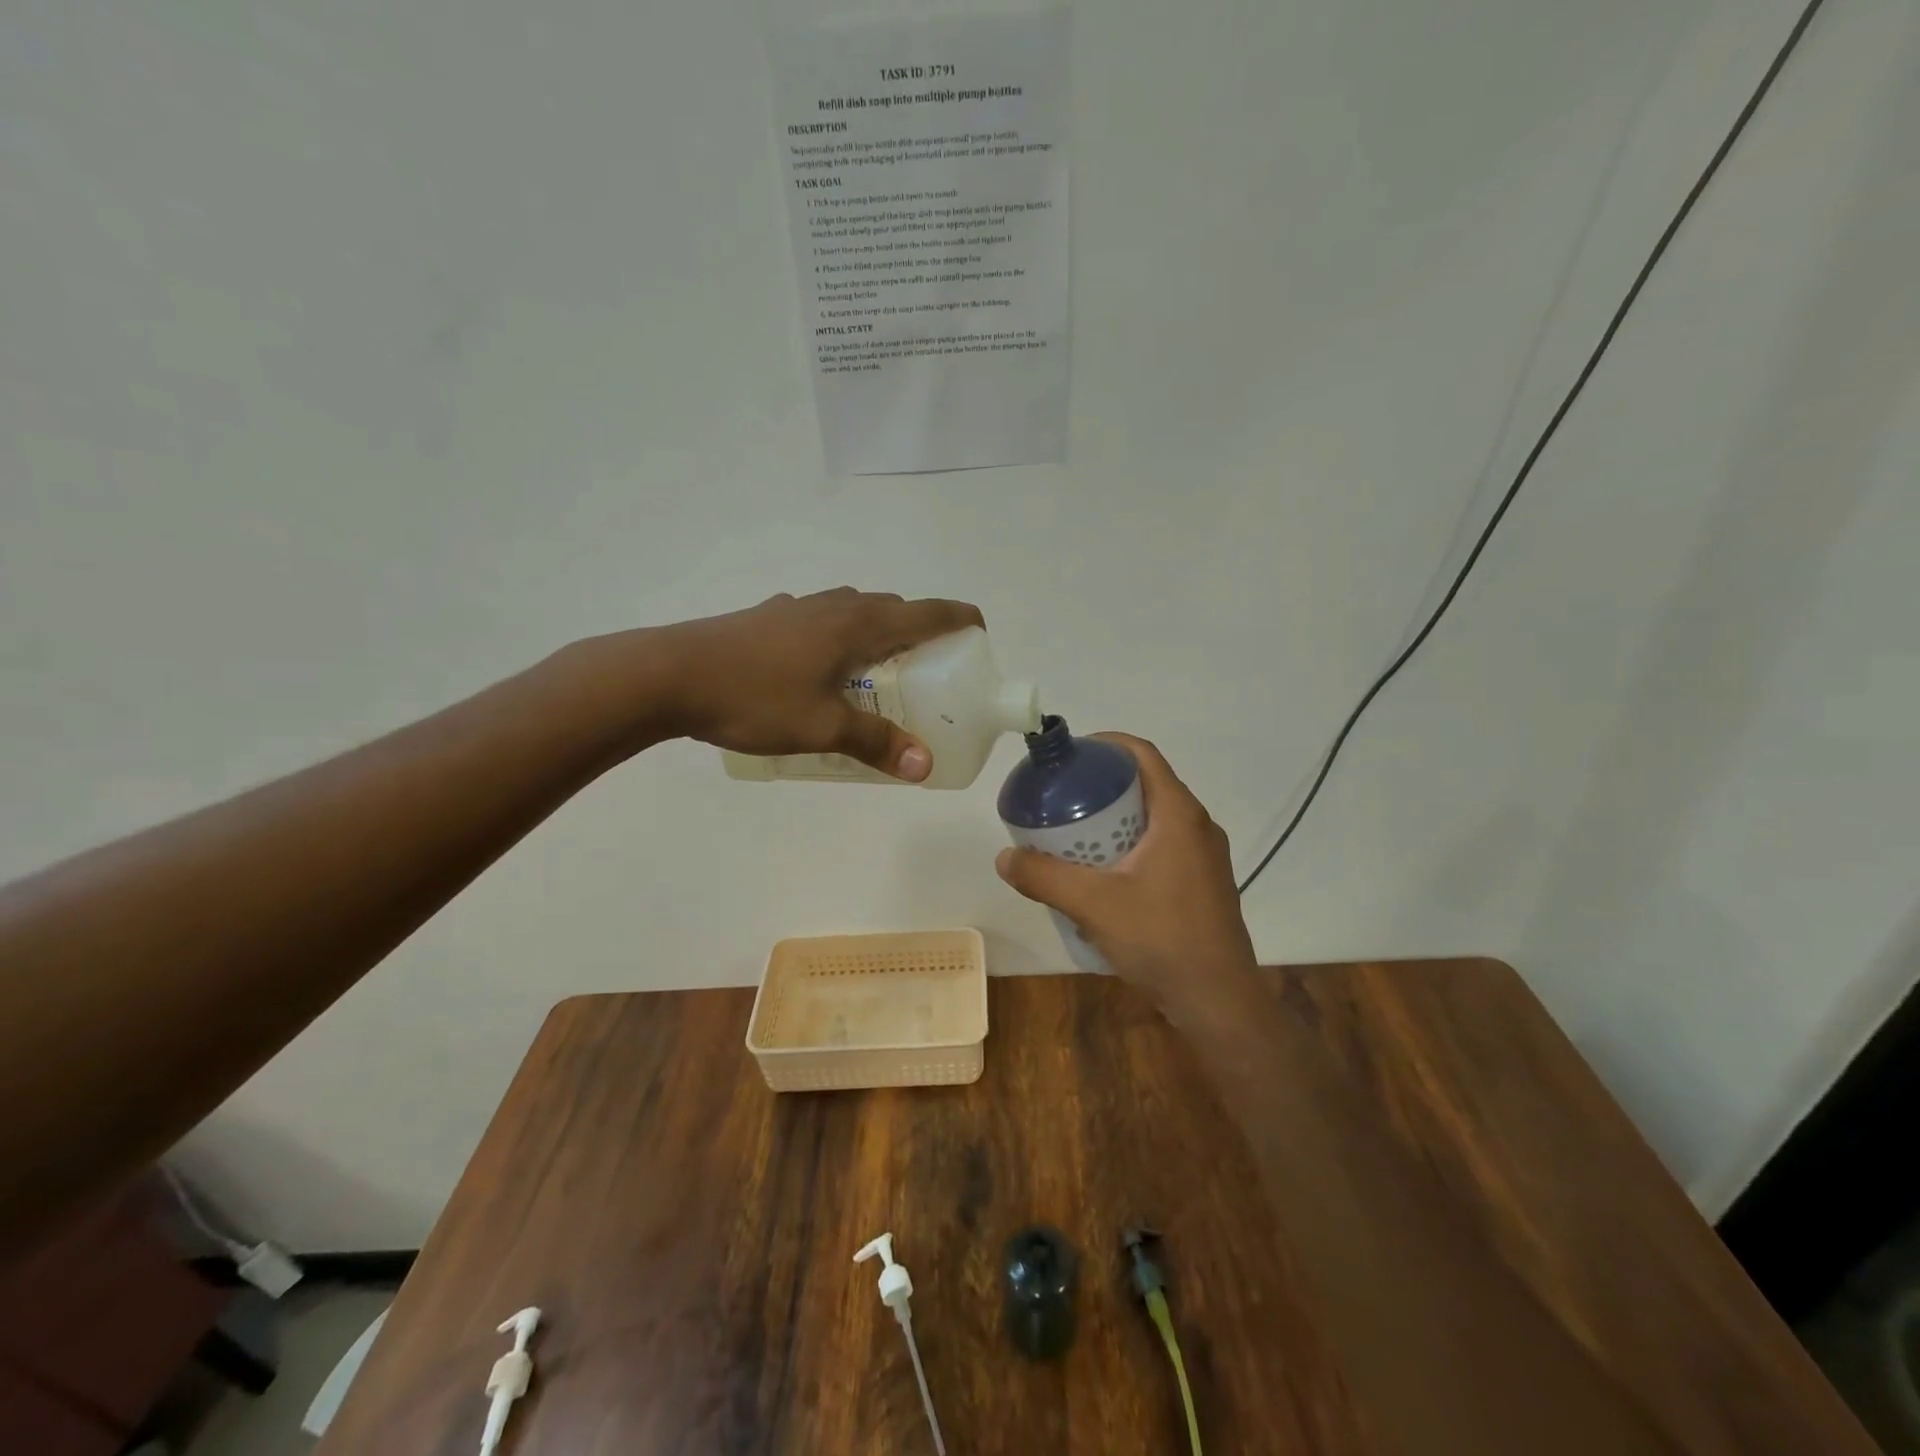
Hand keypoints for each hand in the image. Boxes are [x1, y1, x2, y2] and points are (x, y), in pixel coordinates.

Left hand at [659, 588, 982, 780]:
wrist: (667, 674)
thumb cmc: (753, 698)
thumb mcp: (821, 727)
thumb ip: (876, 743)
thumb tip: (924, 766)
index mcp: (856, 624)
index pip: (925, 612)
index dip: (959, 619)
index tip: (979, 634)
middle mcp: (832, 606)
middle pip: (892, 609)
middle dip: (919, 632)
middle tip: (927, 672)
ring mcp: (796, 608)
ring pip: (853, 612)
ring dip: (877, 633)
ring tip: (877, 673)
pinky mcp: (767, 618)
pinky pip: (821, 621)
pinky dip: (839, 637)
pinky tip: (819, 670)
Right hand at [995, 734, 1256, 1002]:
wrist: (1219, 1002)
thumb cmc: (1161, 939)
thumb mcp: (1092, 904)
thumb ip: (1044, 877)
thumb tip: (1004, 858)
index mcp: (1178, 814)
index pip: (1141, 754)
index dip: (1103, 745)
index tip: (1068, 757)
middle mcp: (1197, 826)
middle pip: (1145, 784)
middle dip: (1101, 784)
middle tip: (1061, 798)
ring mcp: (1204, 856)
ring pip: (1153, 817)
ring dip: (1115, 817)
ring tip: (1074, 833)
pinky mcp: (1202, 883)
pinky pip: (1162, 845)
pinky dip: (1130, 843)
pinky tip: (1102, 873)